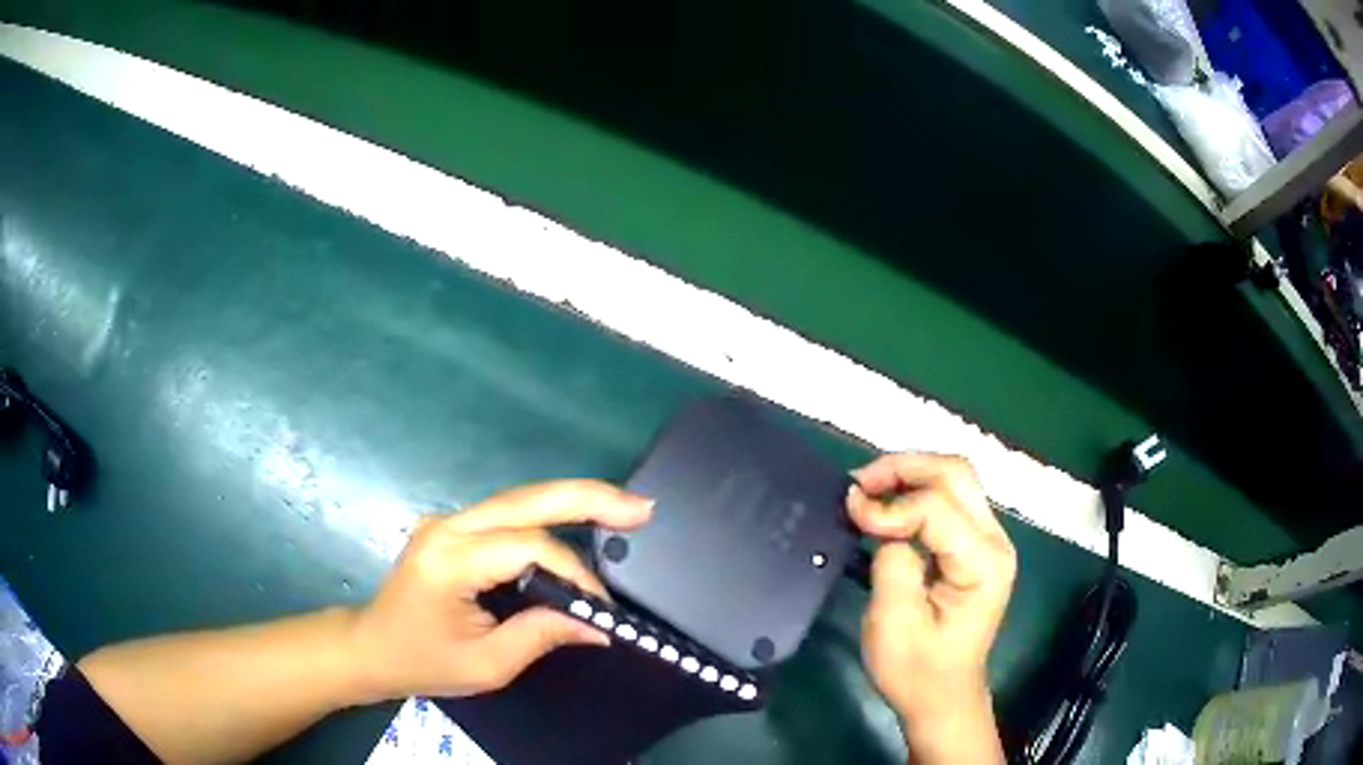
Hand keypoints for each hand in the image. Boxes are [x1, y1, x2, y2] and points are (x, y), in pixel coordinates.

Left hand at [346, 480, 652, 702]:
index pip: (527, 548)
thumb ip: (542, 635)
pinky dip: (549, 518)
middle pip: (525, 499)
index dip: (574, 573)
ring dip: (572, 502)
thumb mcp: (486, 664)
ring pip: (519, 500)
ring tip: (622, 509)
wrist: (371, 647)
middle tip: (642, 507)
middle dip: (587, 498)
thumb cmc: (422, 662)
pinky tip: (580, 523)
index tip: (602, 608)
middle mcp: (447, 526)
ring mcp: (447, 521)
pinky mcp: (452, 527)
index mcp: (449, 560)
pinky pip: (508, 515)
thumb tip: (598, 625)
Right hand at [847, 454, 1014, 760]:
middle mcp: (995, 540)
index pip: (938, 507)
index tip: (850, 512)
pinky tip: (887, 503)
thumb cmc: (917, 670)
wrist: (943, 697)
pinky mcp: (975, 546)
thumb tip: (877, 514)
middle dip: (904, 468)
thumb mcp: (894, 621)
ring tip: (868, 488)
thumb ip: (890, 559)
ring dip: (910, 474)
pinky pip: (949, 499)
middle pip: (956, 473)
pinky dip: (915, 492)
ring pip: (954, 479)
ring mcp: (989, 540)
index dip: (890, 505)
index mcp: (983, 562)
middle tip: (859, 483)